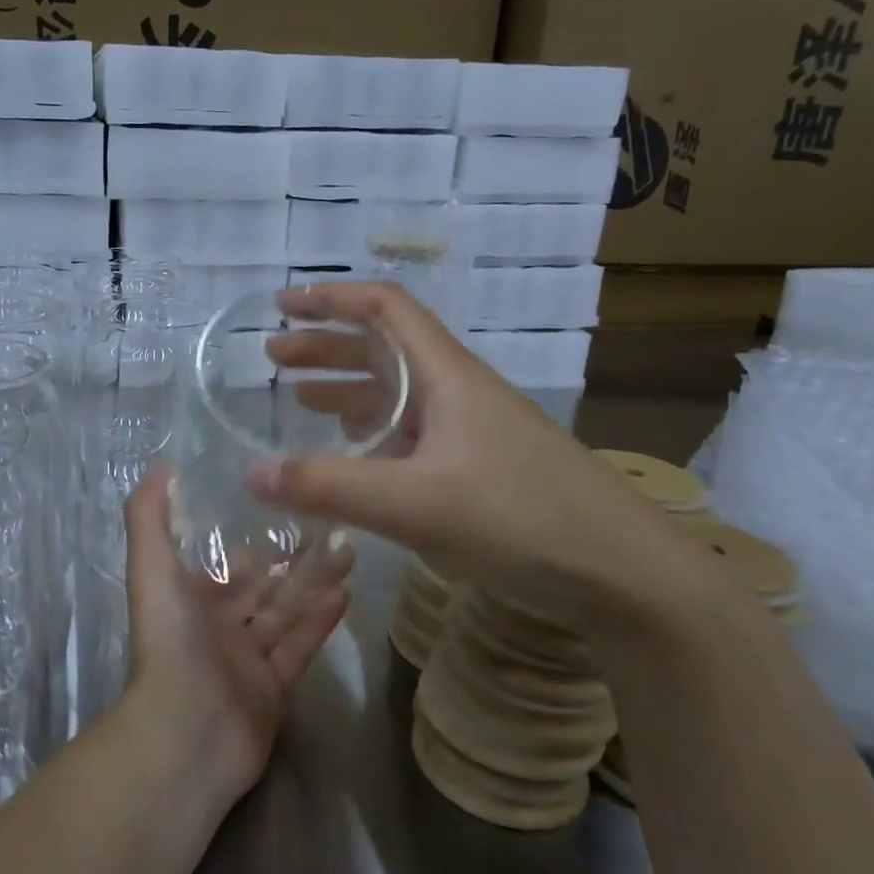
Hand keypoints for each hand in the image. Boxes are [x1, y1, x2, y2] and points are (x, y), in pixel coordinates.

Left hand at [118, 466, 354, 800]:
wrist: (186, 732)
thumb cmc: (169, 642)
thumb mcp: (151, 568)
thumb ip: (149, 516)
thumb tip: (158, 466)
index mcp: (191, 600)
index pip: (228, 563)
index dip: (254, 539)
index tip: (287, 509)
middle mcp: (220, 626)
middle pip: (265, 585)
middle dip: (294, 558)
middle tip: (333, 526)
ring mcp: (249, 659)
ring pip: (287, 611)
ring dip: (316, 582)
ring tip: (350, 550)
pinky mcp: (276, 687)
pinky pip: (301, 646)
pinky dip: (322, 620)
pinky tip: (347, 593)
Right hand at [243, 281, 700, 634]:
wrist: (624, 574)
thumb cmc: (521, 521)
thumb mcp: (416, 504)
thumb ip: (330, 488)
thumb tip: (250, 473)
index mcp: (447, 375)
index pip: (385, 309)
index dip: (331, 299)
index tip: (282, 304)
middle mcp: (457, 392)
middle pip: (384, 349)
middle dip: (325, 345)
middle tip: (273, 356)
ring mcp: (470, 431)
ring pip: (397, 393)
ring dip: (345, 387)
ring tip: (296, 397)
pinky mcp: (478, 468)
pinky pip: (410, 433)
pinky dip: (370, 431)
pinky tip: (352, 452)